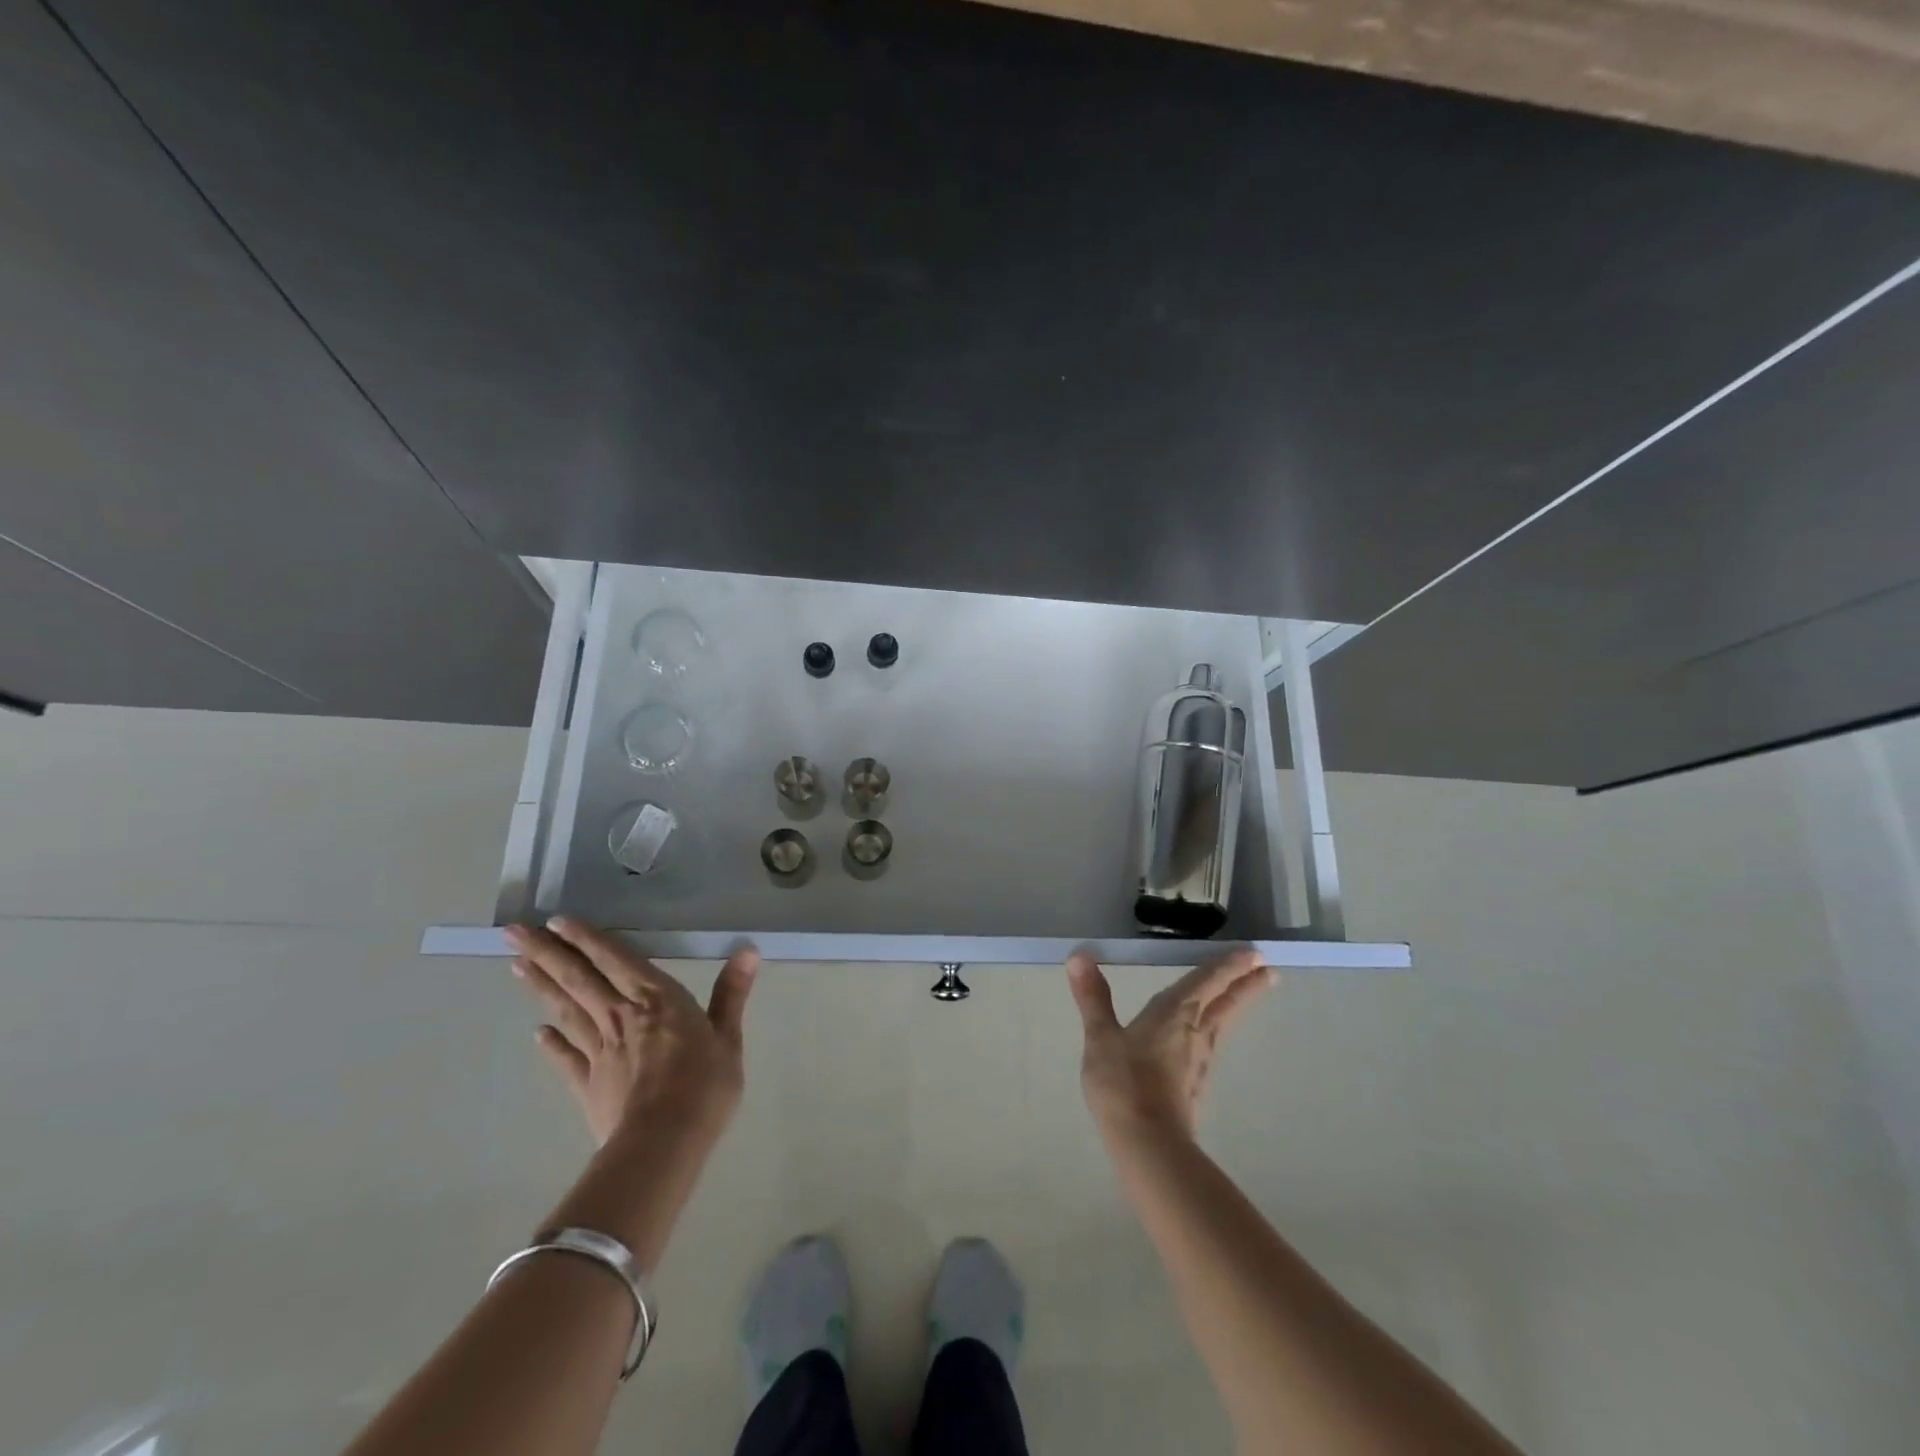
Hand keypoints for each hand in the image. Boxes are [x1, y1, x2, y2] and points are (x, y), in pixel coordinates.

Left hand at [507, 918, 758, 1146]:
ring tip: (516, 965)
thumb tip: (748, 950)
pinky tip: (537, 1033)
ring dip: (541, 986)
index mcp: (656, 999)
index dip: (588, 939)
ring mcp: (599, 1050)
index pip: (616, 959)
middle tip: (513, 931)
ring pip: (566, 1010)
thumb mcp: (728, 1037)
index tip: (557, 920)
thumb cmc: (703, 1085)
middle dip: (547, 953)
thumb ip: (731, 993)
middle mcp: (620, 1015)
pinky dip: (550, 1044)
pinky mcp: (587, 1084)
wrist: (662, 1143)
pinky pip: (565, 1058)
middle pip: (579, 978)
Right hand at [1066, 949, 1274, 1142]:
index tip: (1253, 953)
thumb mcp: (1101, 1037)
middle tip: (1268, 969)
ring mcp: (1199, 1061)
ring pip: (1223, 1023)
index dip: (1227, 965)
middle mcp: (1195, 1032)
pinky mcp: (1195, 1084)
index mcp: (1174, 1013)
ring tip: (1249, 993)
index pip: (1206, 981)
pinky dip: (1218, 1028)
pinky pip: (1212, 1043)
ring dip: (1237, 1004)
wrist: (1148, 1144)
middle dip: (1244, 984)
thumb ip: (1093, 997)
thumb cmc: (1124, 1084)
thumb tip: (1080, 955)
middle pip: (1225, 1002)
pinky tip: (1210, 1036)